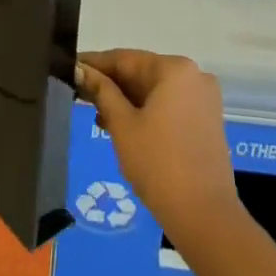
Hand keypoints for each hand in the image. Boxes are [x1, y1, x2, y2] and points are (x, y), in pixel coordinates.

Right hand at [75, 50, 242, 249]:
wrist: (204, 216)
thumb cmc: (158, 163)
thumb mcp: (122, 124)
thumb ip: (101, 91)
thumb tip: (80, 70)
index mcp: (175, 69)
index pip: (125, 59)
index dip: (94, 64)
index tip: (69, 68)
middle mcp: (194, 76)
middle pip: (141, 73)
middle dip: (110, 84)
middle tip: (77, 93)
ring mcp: (203, 100)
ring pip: (154, 91)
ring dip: (125, 100)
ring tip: (95, 114)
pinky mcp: (206, 121)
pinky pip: (168, 106)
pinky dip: (145, 112)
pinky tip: (120, 125)